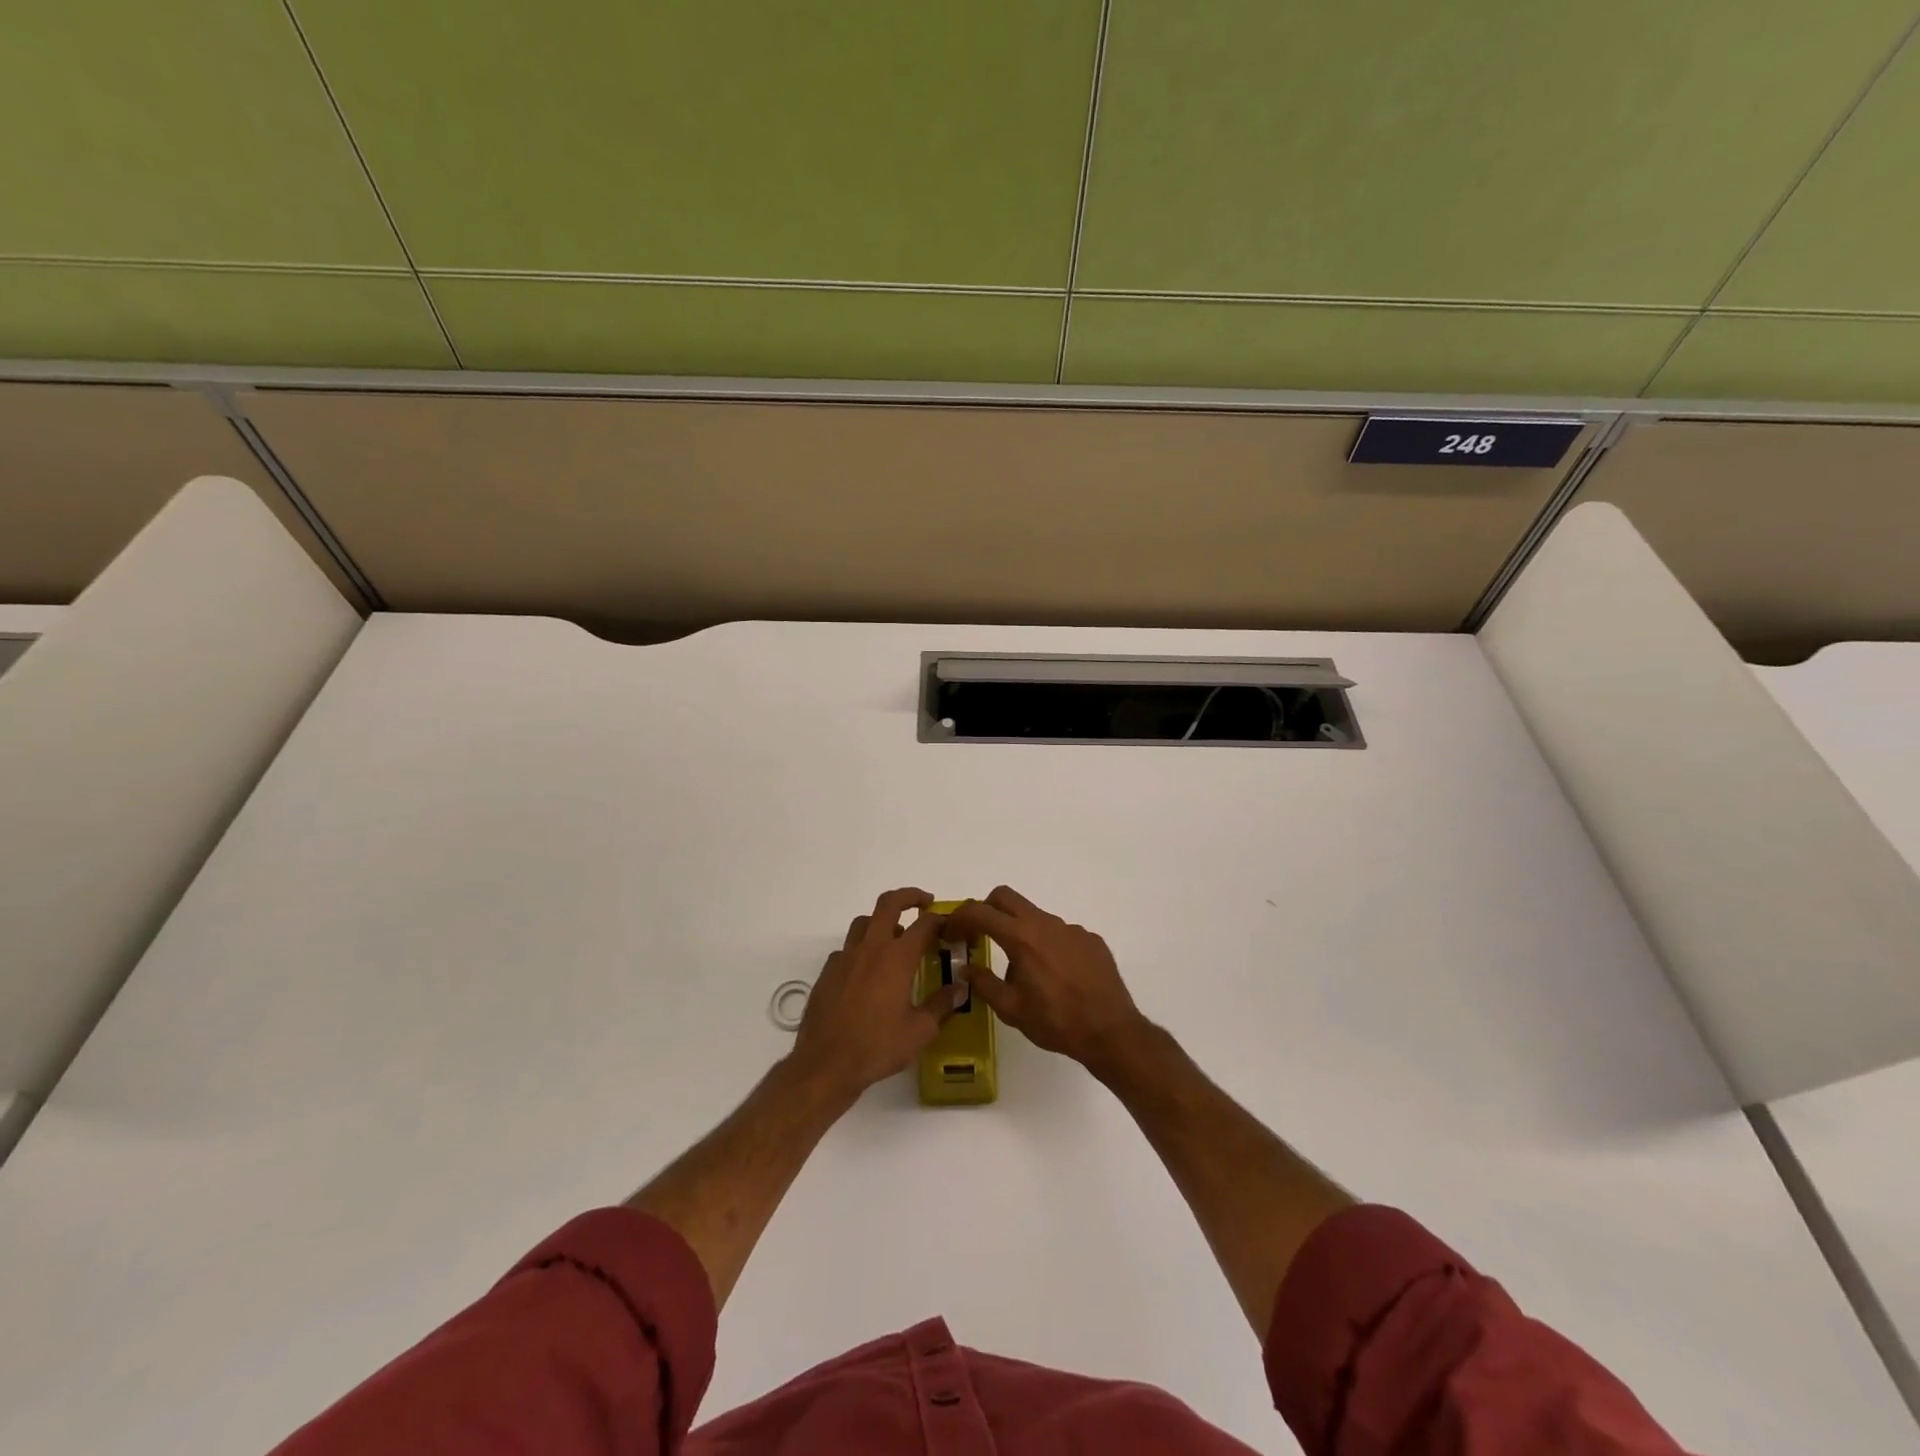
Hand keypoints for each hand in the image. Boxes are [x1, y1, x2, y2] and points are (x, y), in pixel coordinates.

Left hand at [790, 888, 963, 1102]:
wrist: (826, 1064)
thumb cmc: (877, 1047)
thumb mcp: (919, 1030)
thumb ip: (942, 1005)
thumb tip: (960, 987)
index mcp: (897, 958)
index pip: (923, 925)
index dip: (939, 919)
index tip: (949, 924)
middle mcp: (870, 949)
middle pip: (888, 904)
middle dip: (909, 896)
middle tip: (924, 903)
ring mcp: (845, 958)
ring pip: (864, 922)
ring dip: (882, 921)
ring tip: (895, 937)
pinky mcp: (827, 972)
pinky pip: (847, 949)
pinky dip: (861, 949)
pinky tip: (867, 971)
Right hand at [943, 887, 1145, 1070]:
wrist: (1110, 1031)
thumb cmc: (1055, 1021)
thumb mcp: (1011, 1009)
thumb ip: (984, 983)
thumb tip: (967, 967)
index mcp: (1021, 938)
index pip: (980, 911)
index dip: (959, 917)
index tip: (951, 932)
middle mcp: (1045, 923)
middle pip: (1006, 897)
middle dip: (986, 909)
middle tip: (979, 934)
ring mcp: (1071, 928)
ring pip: (1035, 916)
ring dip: (1019, 931)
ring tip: (1023, 967)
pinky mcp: (1090, 939)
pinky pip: (1060, 933)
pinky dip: (1048, 945)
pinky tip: (1055, 974)